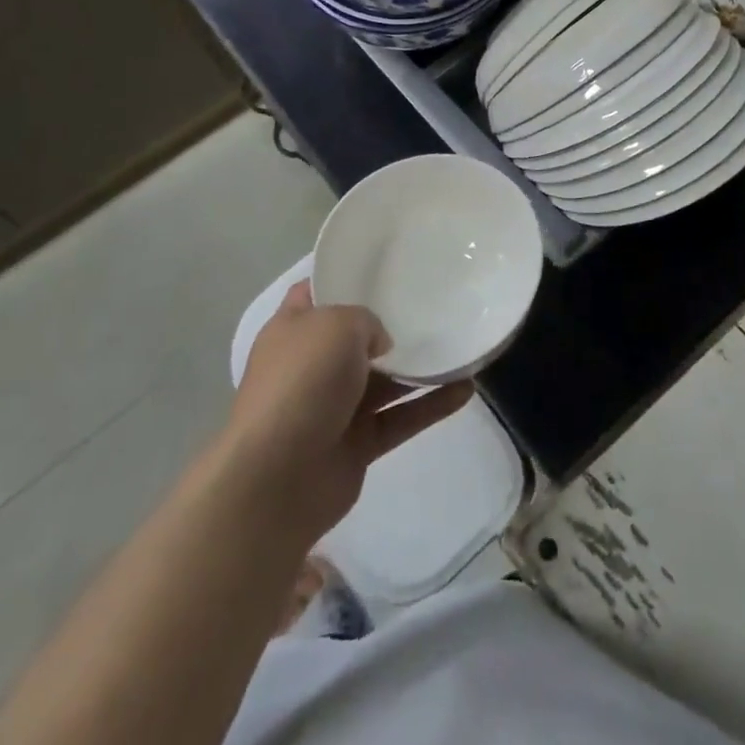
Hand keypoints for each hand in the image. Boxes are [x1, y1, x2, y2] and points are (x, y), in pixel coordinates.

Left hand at [222, 282, 473, 548]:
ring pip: (384, 381)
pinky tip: (466, 388)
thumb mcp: (336, 324)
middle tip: (432, 303)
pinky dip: (430, 405)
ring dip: (419, 367)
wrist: (278, 477)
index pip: (315, 292)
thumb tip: (381, 344)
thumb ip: (366, 322)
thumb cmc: (302, 381)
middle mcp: (312, 365)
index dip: (343, 277)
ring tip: (459, 344)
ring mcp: (334, 407)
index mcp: (293, 330)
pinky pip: (400, 418)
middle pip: (355, 338)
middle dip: (389, 324)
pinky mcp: (357, 445)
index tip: (383, 267)